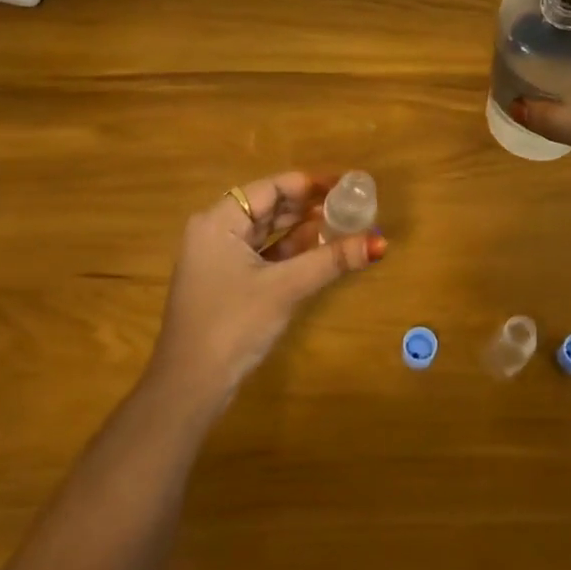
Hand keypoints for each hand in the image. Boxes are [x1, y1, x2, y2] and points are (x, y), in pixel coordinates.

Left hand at [147, 171, 386, 404]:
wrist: (191, 385)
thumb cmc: (233, 324)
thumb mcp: (285, 288)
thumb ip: (331, 260)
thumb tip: (379, 242)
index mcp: (219, 221)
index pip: (270, 188)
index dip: (310, 184)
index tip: (346, 184)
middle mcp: (215, 232)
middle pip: (269, 207)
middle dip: (309, 206)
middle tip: (351, 204)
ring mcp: (218, 258)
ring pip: (267, 232)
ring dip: (302, 229)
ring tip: (343, 224)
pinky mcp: (226, 282)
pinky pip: (262, 255)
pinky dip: (289, 252)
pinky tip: (319, 251)